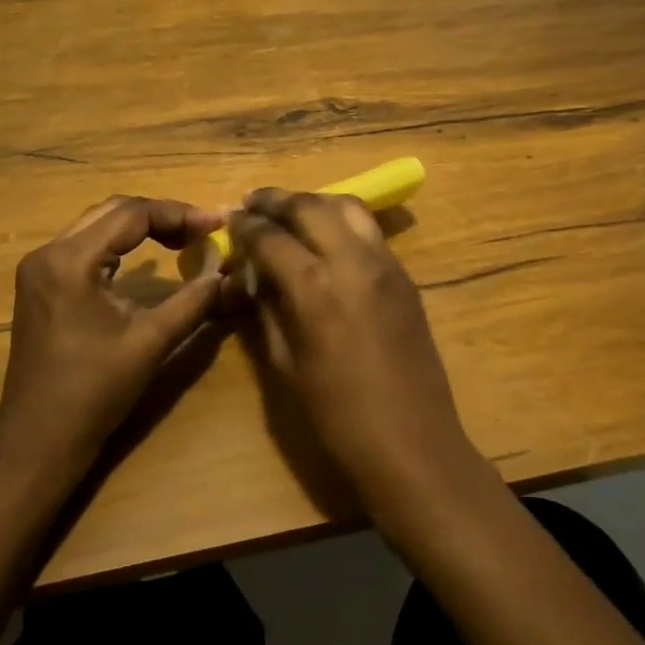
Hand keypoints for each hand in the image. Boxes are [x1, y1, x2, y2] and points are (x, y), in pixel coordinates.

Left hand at [0, 197, 224, 484]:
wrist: (38, 443)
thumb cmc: (94, 393)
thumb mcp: (151, 342)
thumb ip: (192, 301)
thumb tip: (225, 273)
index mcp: (71, 260)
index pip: (132, 214)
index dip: (179, 214)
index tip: (216, 224)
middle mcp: (49, 252)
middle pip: (113, 210)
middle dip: (161, 215)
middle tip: (201, 231)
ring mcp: (39, 268)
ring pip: (97, 224)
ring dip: (139, 226)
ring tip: (182, 239)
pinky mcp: (40, 284)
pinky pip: (84, 245)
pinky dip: (118, 243)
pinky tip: (144, 259)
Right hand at [227, 190, 479, 513]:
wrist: (413, 444)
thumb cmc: (338, 417)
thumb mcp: (286, 365)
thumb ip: (268, 309)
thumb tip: (254, 274)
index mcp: (315, 287)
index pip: (271, 236)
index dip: (246, 225)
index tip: (230, 219)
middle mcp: (352, 261)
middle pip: (309, 205)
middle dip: (276, 200)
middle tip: (253, 203)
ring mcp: (385, 263)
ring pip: (345, 206)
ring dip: (312, 202)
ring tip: (290, 211)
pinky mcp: (404, 274)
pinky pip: (368, 229)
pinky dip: (340, 219)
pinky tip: (326, 236)